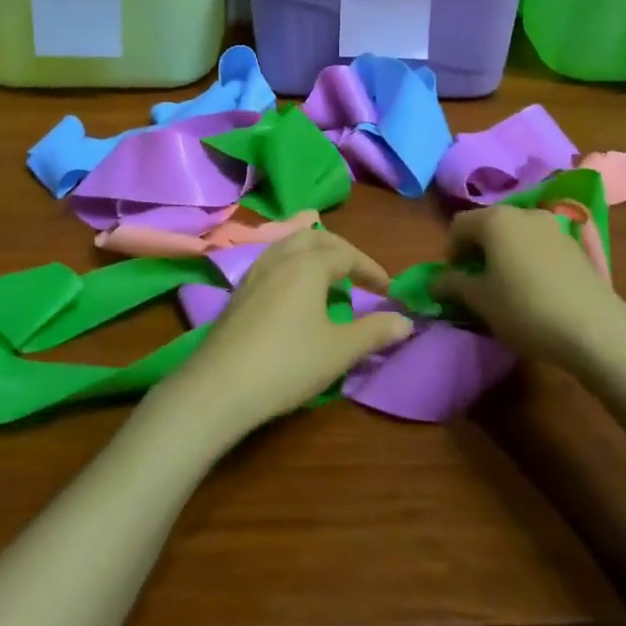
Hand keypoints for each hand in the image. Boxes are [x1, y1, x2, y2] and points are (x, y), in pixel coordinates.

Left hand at [157, 228, 414, 440]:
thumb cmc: (287, 364)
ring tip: (329, 275)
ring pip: (290, 244)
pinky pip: (273, 259)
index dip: (371, 269)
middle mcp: (280, 257)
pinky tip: (294, 290)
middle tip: (361, 274)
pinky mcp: (239, 290)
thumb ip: (375, 332)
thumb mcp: (339, 351)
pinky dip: (293, 262)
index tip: (388, 289)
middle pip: (316, 239)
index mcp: (308, 264)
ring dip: (315, 252)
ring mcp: (255, 271)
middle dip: (343, 252)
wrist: (219, 387)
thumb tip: (406, 322)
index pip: (347, 254)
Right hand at [433, 205, 625, 369]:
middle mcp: (523, 212)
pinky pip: (538, 244)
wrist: (595, 329)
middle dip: (477, 250)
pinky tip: (534, 289)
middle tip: (477, 284)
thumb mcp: (480, 301)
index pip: (458, 225)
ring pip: (515, 234)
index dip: (450, 252)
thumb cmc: (525, 309)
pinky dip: (528, 259)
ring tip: (506, 287)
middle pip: (488, 225)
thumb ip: (452, 285)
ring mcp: (553, 226)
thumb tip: (434, 281)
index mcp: (495, 219)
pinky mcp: (574, 245)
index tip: (454, 281)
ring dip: (503, 254)